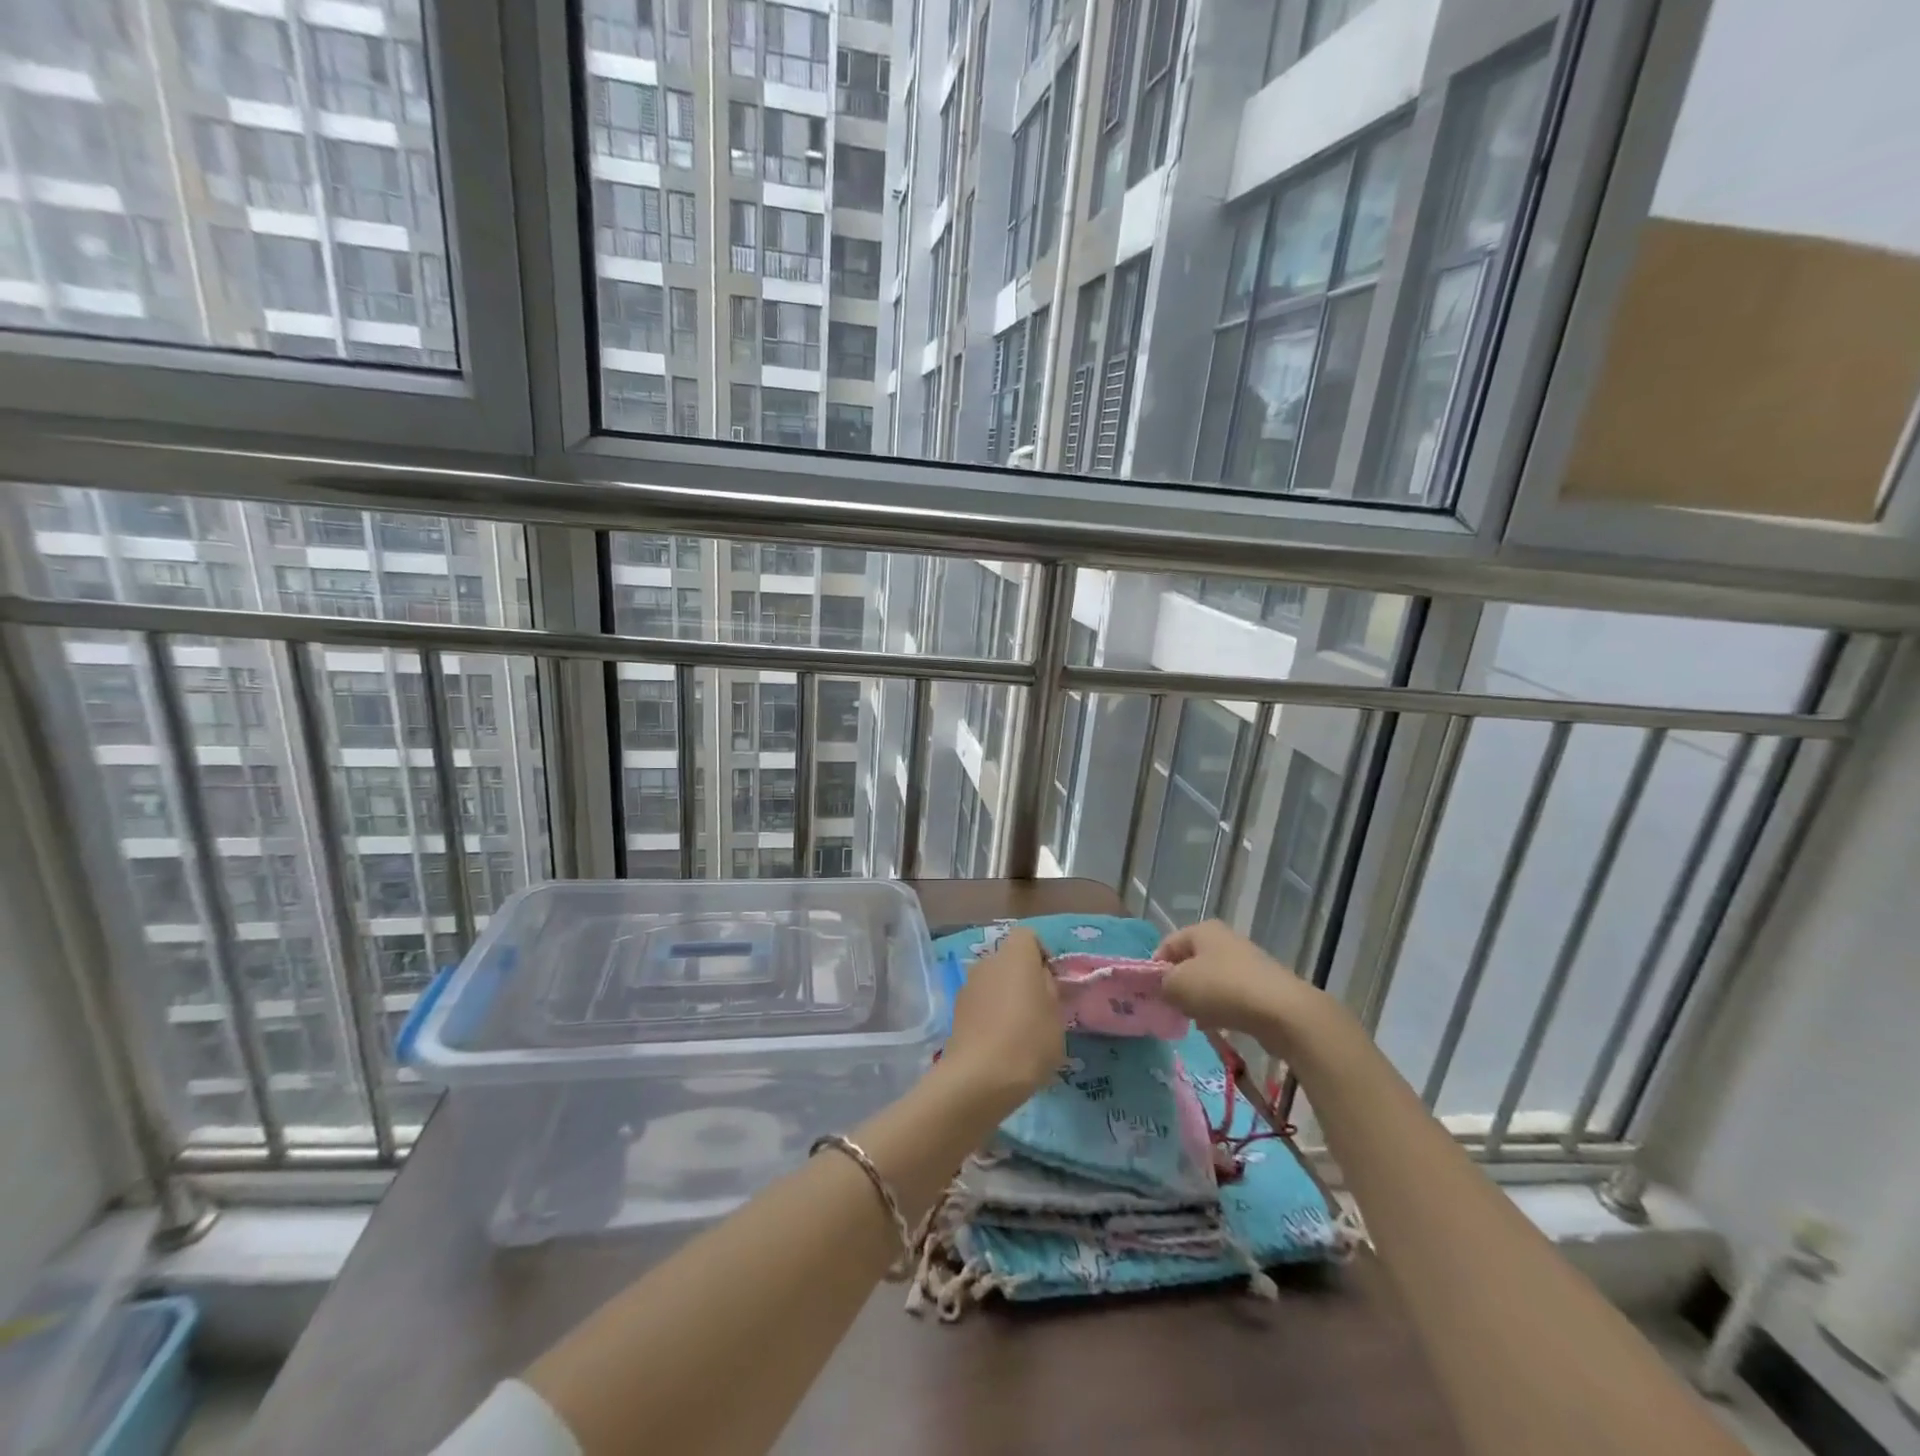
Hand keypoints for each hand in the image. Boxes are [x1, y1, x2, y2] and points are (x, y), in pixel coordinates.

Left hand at [941, 928, 1063, 1108]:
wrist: (979, 1078)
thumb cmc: (1028, 1040)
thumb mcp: (1056, 1015)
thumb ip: (1050, 988)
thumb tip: (1040, 978)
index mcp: (1014, 955)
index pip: (1028, 936)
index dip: (1042, 954)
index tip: (1052, 982)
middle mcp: (987, 962)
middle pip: (1009, 959)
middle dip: (1024, 977)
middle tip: (1039, 1009)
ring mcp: (968, 985)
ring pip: (994, 982)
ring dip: (1006, 996)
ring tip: (1020, 1031)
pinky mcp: (956, 1011)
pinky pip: (981, 1002)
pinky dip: (991, 1014)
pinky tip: (1001, 1043)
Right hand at [1157, 920, 1317, 1042]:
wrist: (1282, 1012)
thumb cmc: (1222, 990)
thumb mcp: (1177, 986)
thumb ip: (1162, 984)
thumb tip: (1166, 988)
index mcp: (1202, 930)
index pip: (1166, 944)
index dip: (1155, 968)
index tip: (1152, 994)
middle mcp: (1224, 939)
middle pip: (1190, 962)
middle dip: (1179, 985)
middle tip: (1173, 1008)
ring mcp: (1246, 962)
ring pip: (1211, 980)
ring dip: (1200, 999)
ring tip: (1196, 1020)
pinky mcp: (1263, 986)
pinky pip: (1231, 996)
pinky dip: (1222, 1008)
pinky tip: (1220, 1026)